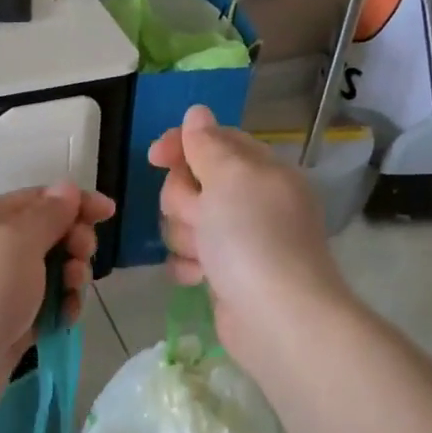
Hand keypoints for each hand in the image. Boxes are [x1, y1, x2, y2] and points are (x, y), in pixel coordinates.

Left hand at [0, 184, 114, 423]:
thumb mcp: (15, 241)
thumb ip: (48, 214)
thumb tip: (67, 188)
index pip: (37, 199)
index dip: (75, 202)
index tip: (109, 212)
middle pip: (47, 236)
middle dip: (73, 242)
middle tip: (80, 258)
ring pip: (50, 273)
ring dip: (71, 278)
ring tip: (72, 293)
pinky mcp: (8, 325)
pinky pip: (45, 307)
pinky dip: (60, 309)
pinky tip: (65, 320)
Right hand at [149, 106, 350, 364]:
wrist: (276, 319)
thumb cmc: (253, 238)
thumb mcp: (230, 178)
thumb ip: (207, 144)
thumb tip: (197, 113)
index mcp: (261, 171)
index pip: (215, 141)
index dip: (183, 144)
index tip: (155, 156)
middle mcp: (251, 201)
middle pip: (192, 182)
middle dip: (184, 200)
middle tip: (201, 218)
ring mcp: (238, 240)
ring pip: (184, 221)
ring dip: (185, 236)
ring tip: (204, 256)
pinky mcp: (224, 274)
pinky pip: (189, 256)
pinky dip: (190, 266)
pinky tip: (201, 279)